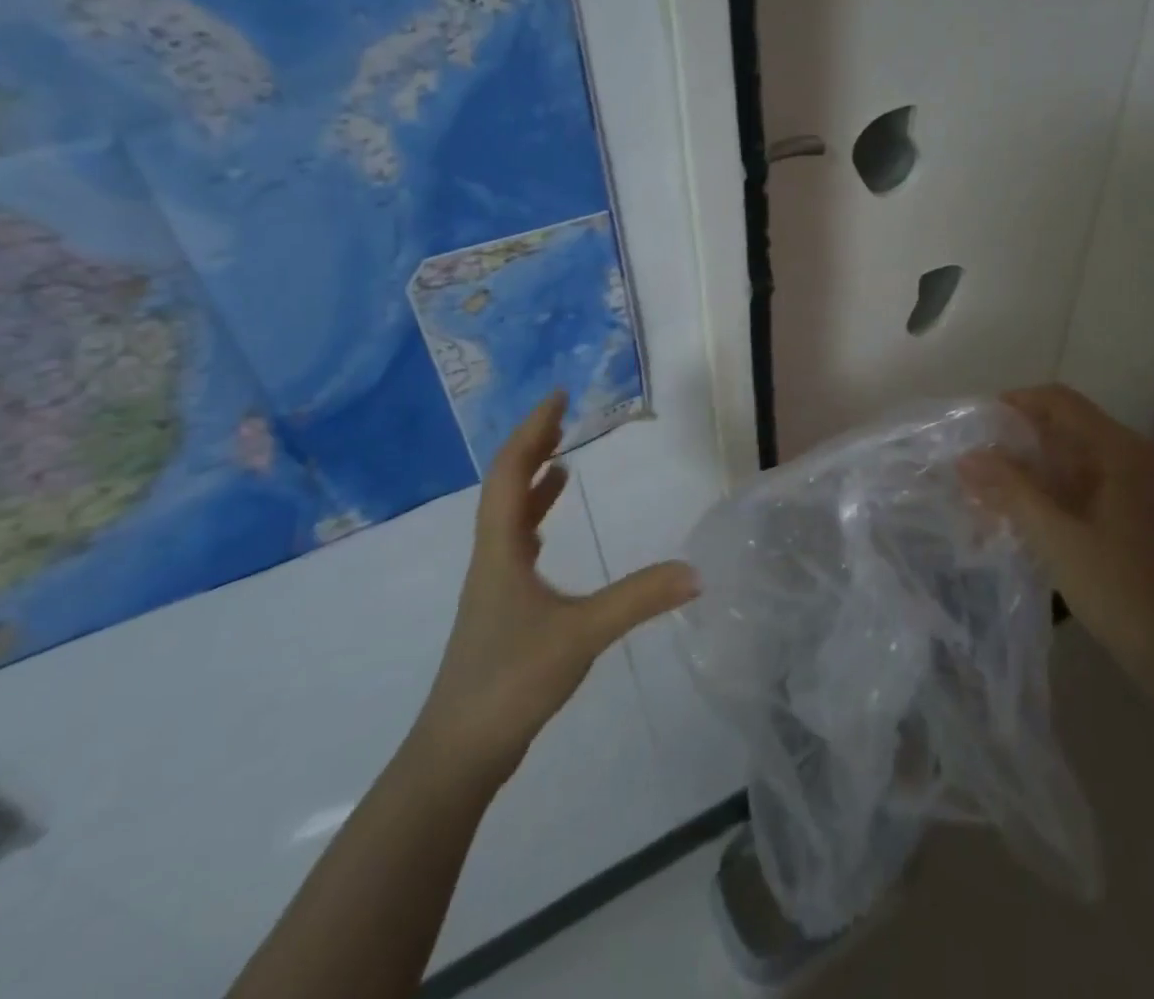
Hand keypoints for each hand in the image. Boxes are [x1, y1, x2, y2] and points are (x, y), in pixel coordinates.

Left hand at [413, 392, 697, 777]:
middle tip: (562, 417)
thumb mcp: (580, 634)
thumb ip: (638, 600)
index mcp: (500, 550)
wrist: (456, 755)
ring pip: (508, 518)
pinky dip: (534, 523)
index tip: (557, 397)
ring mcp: (492, 587)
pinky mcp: (500, 612)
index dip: (532, 431)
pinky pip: (515, 548)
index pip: (509, 473)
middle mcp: (491, 558)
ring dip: (531, 483)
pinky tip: (547, 534)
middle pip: (504, 487)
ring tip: (560, 461)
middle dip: (532, 447)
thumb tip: (696, 571)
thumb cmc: (509, 681)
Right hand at [960, 384, 1153, 693]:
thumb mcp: (1054, 534)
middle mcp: (1129, 456)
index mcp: (1118, 450)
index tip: (975, 424)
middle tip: (972, 462)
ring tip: (984, 490)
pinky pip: (1078, 483)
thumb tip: (967, 456)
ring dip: (1026, 469)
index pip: (1058, 400)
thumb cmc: (1116, 586)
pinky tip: (1014, 513)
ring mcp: (1133, 485)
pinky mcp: (1129, 511)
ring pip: (1067, 458)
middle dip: (1014, 441)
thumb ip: (1010, 488)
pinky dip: (1045, 490)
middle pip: (1062, 427)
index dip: (1014, 404)